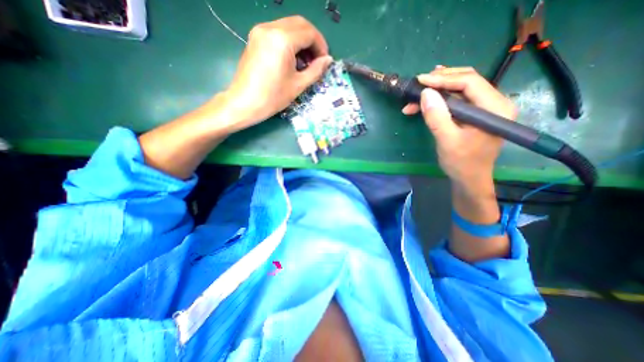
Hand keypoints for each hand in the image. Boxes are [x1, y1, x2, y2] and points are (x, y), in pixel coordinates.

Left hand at [222, 16, 331, 130]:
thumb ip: (316, 70)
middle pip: (300, 24)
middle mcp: (270, 28)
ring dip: (301, 40)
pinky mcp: (255, 37)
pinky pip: (278, 32)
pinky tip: (292, 59)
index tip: (324, 61)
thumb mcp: (298, 85)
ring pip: (289, 26)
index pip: (309, 32)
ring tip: (306, 62)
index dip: (321, 46)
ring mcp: (260, 31)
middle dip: (313, 40)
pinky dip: (290, 41)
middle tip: (317, 59)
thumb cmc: (273, 97)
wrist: (244, 103)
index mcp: (282, 40)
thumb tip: (328, 60)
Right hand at [402, 64, 516, 188]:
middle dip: (440, 81)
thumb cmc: (461, 162)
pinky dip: (441, 100)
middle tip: (418, 85)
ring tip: (418, 94)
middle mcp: (494, 103)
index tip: (420, 81)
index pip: (469, 82)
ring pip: (460, 89)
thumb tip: (425, 93)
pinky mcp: (476, 114)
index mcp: (494, 108)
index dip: (443, 79)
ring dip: (438, 91)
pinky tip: (428, 100)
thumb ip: (437, 117)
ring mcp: (485, 108)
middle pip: (467, 81)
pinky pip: (458, 100)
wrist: (469, 178)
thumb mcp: (446, 140)